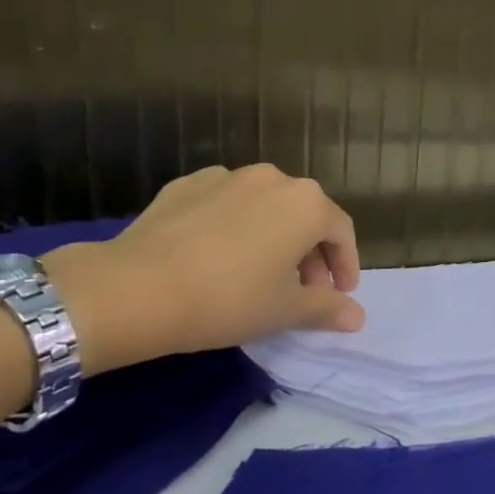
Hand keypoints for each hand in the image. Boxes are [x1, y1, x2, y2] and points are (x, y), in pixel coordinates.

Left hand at [40, 165, 364, 374]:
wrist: (135, 288)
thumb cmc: (228, 299)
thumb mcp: (284, 311)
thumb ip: (327, 308)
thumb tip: (358, 317)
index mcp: (306, 203)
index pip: (341, 231)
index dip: (346, 264)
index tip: (340, 294)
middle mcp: (273, 178)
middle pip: (304, 214)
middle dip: (310, 253)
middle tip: (302, 290)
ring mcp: (226, 176)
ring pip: (265, 206)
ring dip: (273, 236)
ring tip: (259, 272)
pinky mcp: (187, 184)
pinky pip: (225, 203)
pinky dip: (233, 225)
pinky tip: (216, 255)